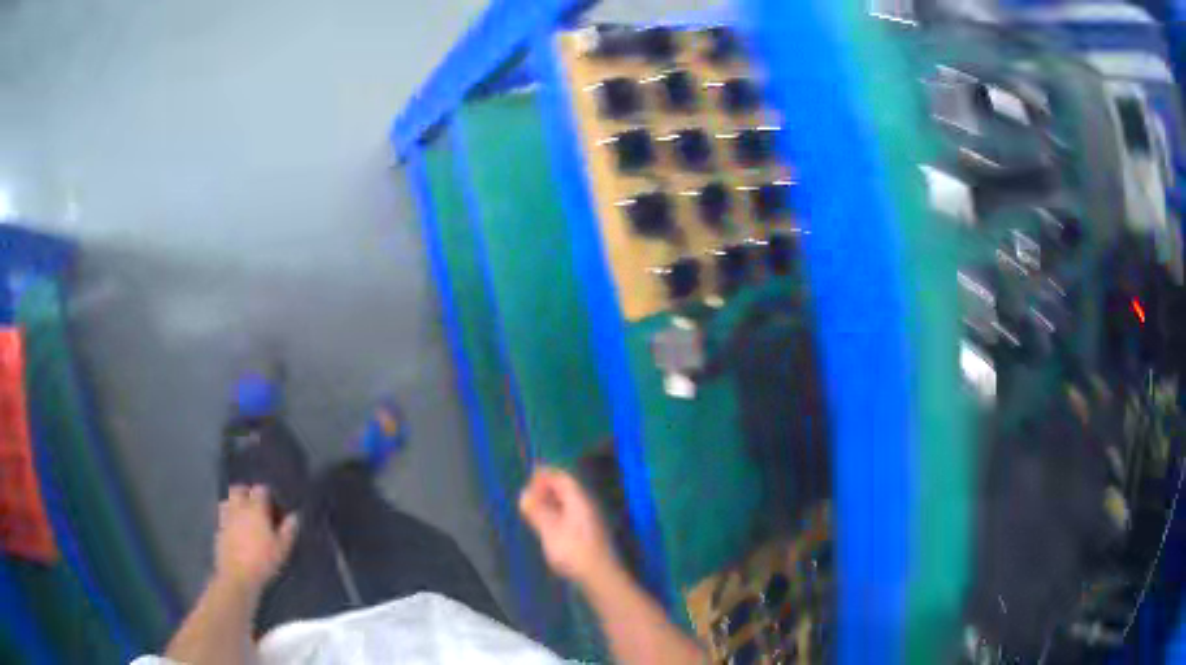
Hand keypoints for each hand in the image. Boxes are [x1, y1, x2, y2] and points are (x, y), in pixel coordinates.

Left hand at [214, 485, 298, 592]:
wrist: (237, 576)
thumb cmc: (263, 561)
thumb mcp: (282, 549)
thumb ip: (288, 530)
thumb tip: (294, 516)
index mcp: (256, 509)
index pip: (260, 489)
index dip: (267, 494)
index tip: (274, 505)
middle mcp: (239, 507)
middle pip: (239, 489)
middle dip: (247, 493)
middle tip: (256, 505)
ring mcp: (226, 517)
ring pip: (228, 500)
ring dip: (236, 503)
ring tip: (244, 515)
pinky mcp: (219, 529)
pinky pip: (223, 516)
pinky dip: (229, 517)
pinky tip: (236, 529)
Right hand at [519, 467, 620, 585]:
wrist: (600, 576)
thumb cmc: (574, 551)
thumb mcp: (550, 530)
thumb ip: (537, 511)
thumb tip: (524, 494)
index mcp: (579, 500)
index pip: (563, 478)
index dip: (546, 475)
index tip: (529, 478)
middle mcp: (587, 506)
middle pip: (567, 489)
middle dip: (547, 488)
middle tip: (528, 495)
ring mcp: (590, 520)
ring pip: (568, 503)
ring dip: (551, 502)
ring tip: (533, 509)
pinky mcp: (589, 534)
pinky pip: (570, 514)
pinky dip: (556, 513)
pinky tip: (547, 525)